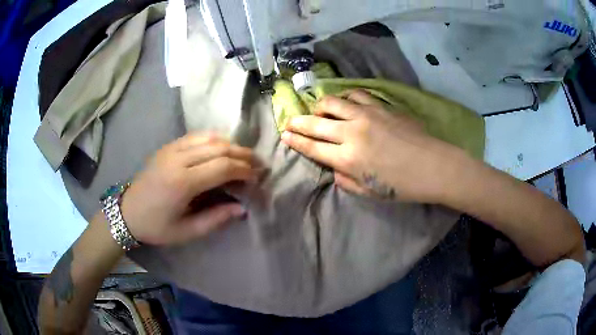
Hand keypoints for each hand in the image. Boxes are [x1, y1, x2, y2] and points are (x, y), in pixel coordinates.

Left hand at [120, 133, 261, 245]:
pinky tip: (222, 147)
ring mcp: (171, 149)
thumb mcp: (186, 231)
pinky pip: (196, 136)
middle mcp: (178, 159)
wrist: (127, 211)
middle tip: (257, 163)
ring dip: (230, 144)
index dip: (243, 170)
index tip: (256, 177)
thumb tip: (242, 208)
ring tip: (243, 155)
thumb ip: (216, 219)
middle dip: (242, 154)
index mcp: (182, 183)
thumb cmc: (156, 226)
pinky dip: (214, 139)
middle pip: (219, 148)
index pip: (222, 167)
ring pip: (208, 137)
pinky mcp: (167, 146)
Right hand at [281, 90, 463, 202]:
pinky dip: (346, 97)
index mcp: (348, 159)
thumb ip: (346, 181)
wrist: (434, 166)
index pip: (312, 147)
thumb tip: (334, 169)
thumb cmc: (403, 186)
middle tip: (289, 121)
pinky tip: (346, 103)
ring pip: (332, 102)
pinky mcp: (380, 106)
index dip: (295, 141)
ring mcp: (366, 115)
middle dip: (298, 122)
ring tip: (319, 111)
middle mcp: (352, 133)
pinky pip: (356, 94)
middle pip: (315, 123)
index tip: (284, 135)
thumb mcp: (370, 193)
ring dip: (319, 106)